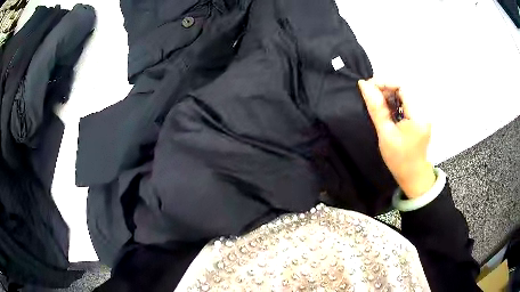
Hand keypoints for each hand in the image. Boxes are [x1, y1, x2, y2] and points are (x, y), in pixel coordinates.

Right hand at [358, 79, 435, 198]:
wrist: (413, 175)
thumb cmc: (399, 159)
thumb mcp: (385, 134)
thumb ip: (376, 108)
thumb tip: (364, 85)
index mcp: (418, 116)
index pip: (402, 86)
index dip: (384, 82)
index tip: (368, 87)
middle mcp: (424, 111)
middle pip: (404, 87)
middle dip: (386, 87)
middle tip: (370, 95)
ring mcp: (424, 113)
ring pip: (405, 93)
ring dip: (390, 93)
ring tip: (377, 102)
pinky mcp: (421, 116)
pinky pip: (407, 100)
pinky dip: (395, 100)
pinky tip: (388, 107)